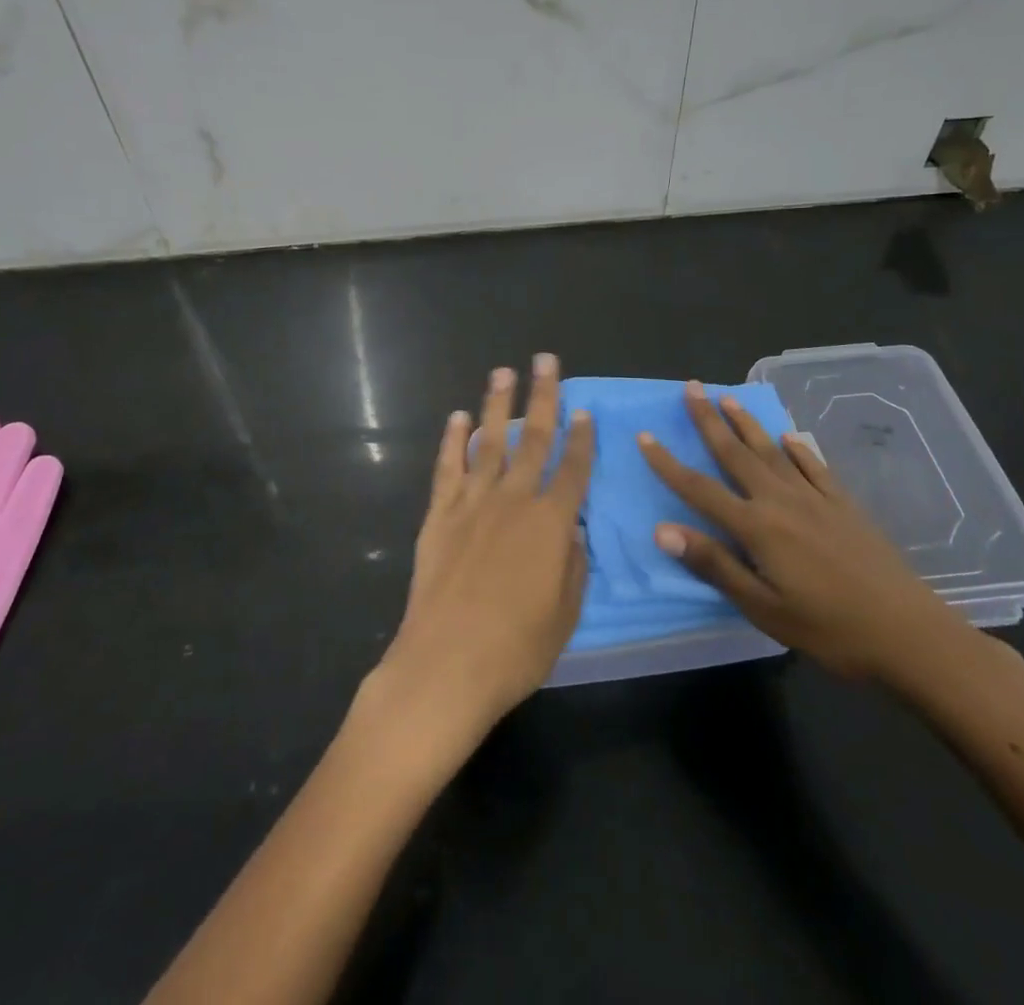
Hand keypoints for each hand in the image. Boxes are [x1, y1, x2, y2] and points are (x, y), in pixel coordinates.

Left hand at [366, 355, 593, 752]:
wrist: (445, 664)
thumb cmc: (516, 649)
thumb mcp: (565, 615)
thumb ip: (573, 567)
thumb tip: (573, 531)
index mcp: (551, 524)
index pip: (573, 469)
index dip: (582, 438)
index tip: (585, 410)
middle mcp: (513, 501)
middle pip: (533, 438)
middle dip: (543, 396)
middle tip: (546, 360)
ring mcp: (472, 503)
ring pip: (488, 441)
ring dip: (497, 404)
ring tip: (503, 372)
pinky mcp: (439, 514)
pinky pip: (447, 468)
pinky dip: (452, 441)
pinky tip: (457, 418)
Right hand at [639, 381, 980, 689]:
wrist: (910, 634)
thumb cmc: (829, 629)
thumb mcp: (763, 608)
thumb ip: (714, 565)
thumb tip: (662, 530)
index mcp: (757, 527)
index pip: (700, 489)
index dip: (668, 463)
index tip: (645, 435)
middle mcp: (781, 501)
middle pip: (736, 454)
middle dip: (708, 420)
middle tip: (690, 388)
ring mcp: (816, 499)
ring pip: (772, 452)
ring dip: (747, 423)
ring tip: (728, 398)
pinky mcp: (845, 505)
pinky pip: (815, 467)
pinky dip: (799, 449)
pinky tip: (790, 436)